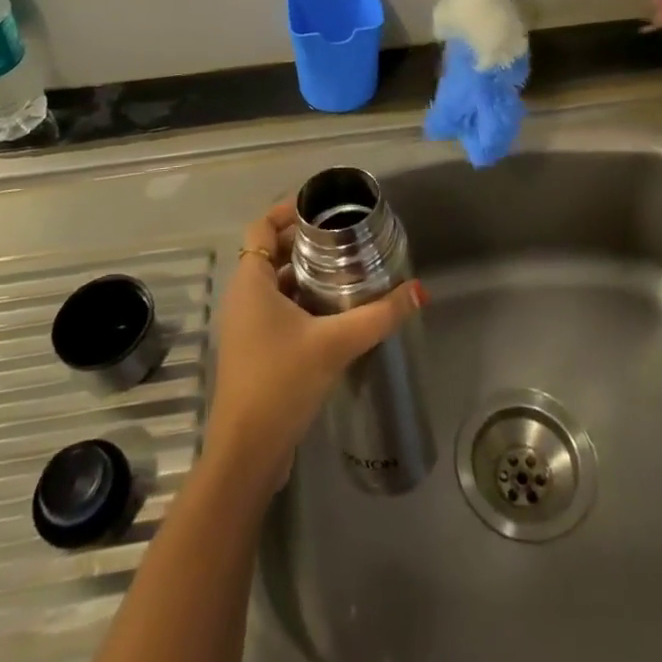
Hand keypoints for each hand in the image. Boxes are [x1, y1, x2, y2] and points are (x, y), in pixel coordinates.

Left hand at [207, 200, 425, 496]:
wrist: (247, 453)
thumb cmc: (281, 382)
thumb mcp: (335, 343)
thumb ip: (379, 315)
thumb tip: (419, 291)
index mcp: (251, 282)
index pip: (262, 227)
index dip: (287, 211)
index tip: (322, 208)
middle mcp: (243, 297)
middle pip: (270, 252)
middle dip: (304, 242)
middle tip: (343, 237)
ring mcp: (246, 327)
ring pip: (274, 284)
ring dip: (304, 274)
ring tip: (345, 270)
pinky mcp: (254, 352)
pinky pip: (276, 310)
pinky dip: (300, 301)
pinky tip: (333, 313)